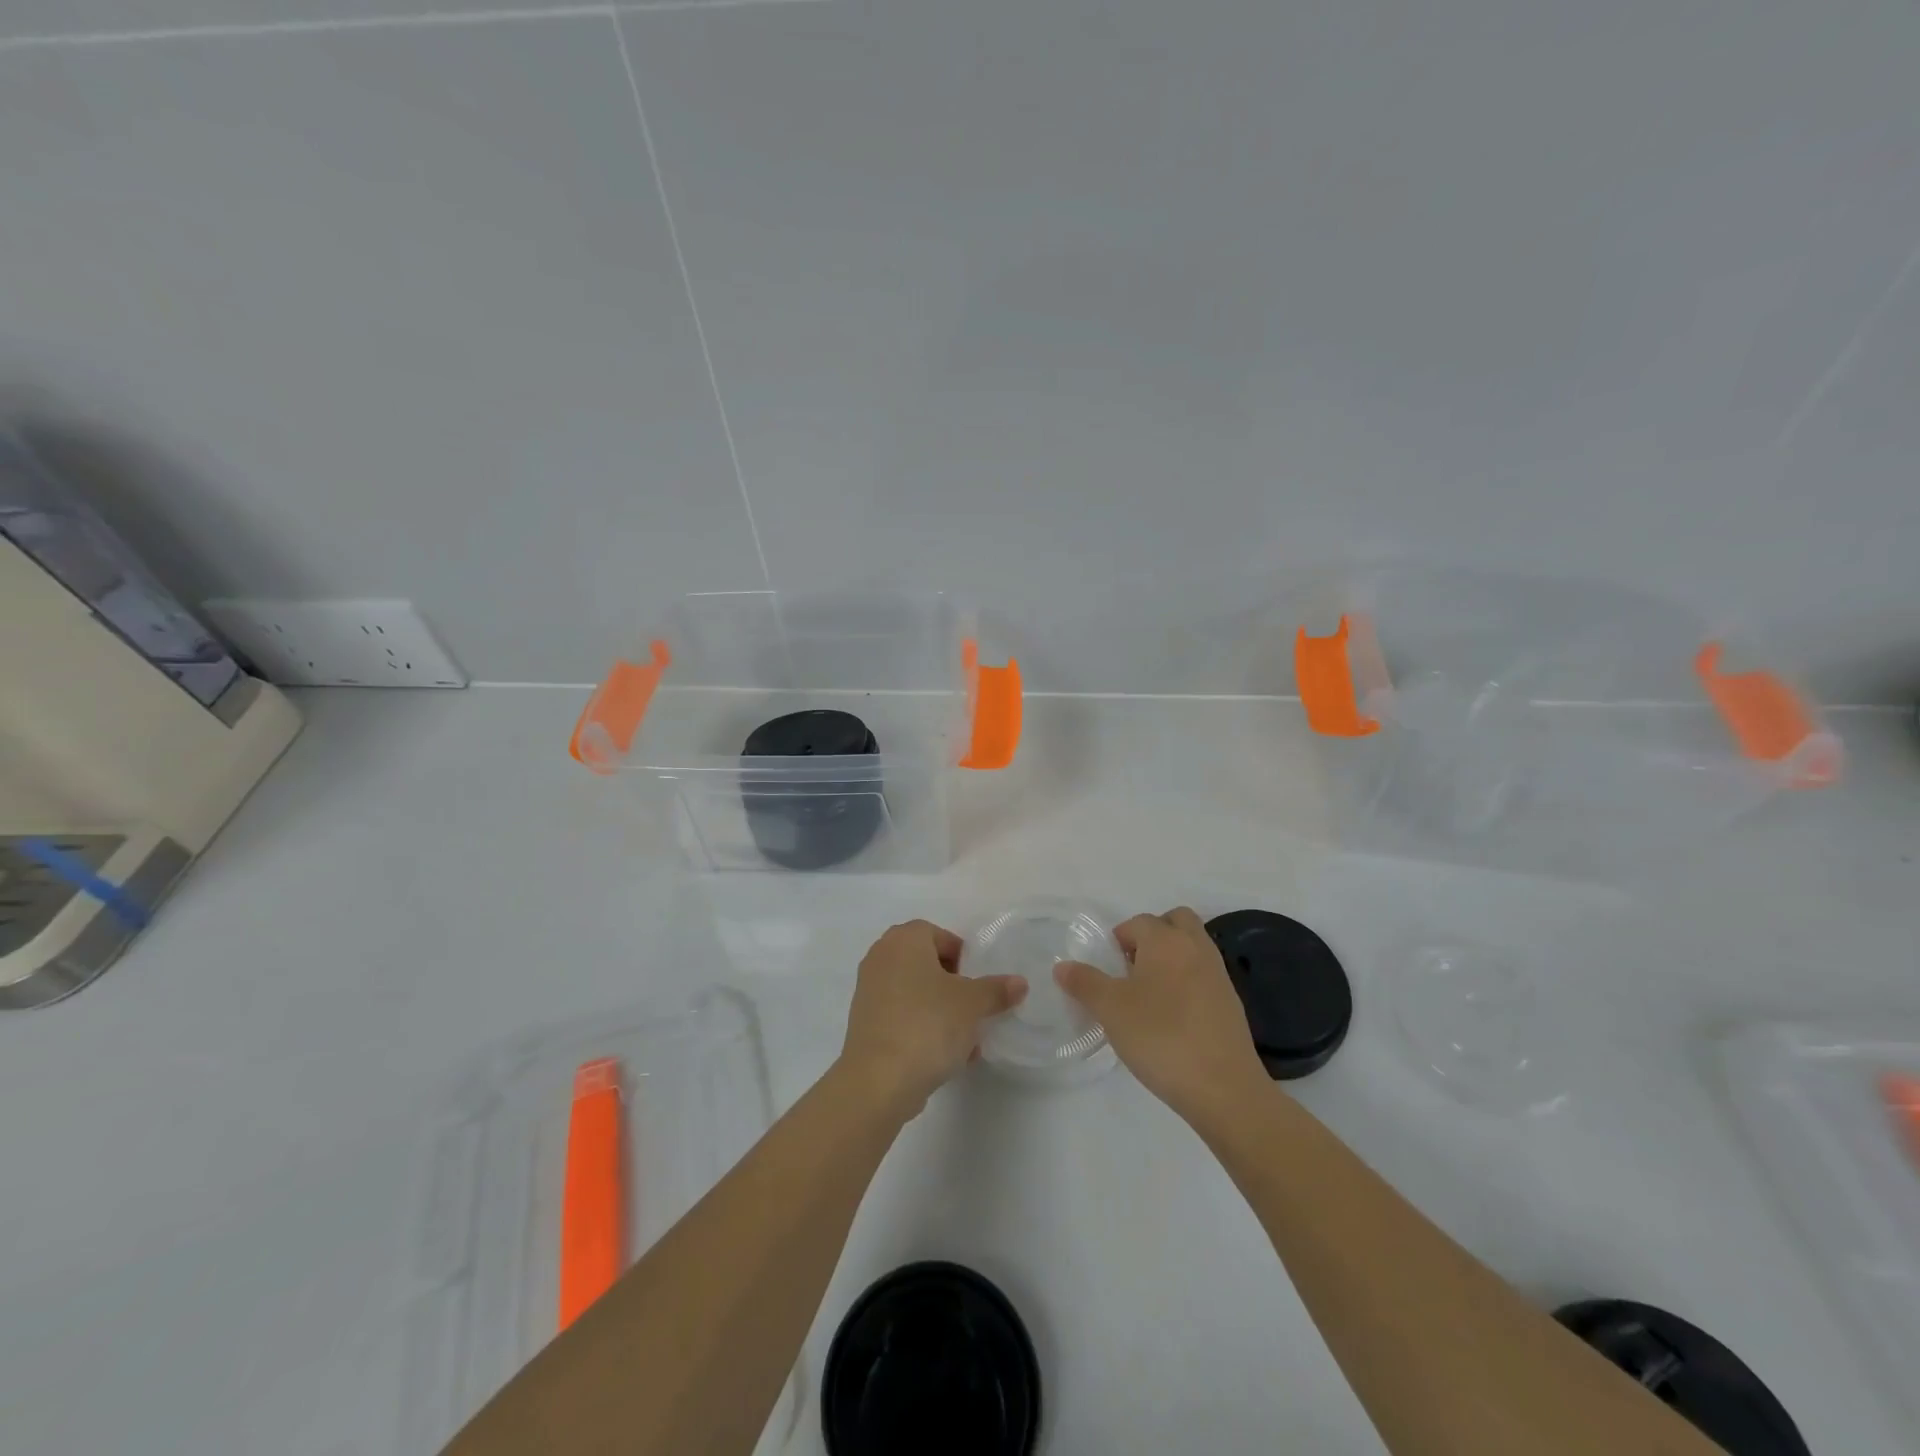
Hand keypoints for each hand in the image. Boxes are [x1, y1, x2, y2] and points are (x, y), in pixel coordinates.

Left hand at [839, 920, 1026, 1119]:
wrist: (878, 1081)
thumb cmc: (928, 1025)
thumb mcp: (973, 1005)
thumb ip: (997, 990)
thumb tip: (1019, 983)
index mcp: (904, 940)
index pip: (939, 935)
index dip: (963, 957)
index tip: (978, 984)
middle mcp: (881, 957)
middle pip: (927, 964)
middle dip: (954, 986)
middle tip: (974, 1009)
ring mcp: (869, 991)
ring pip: (916, 993)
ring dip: (941, 1011)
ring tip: (967, 1041)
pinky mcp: (865, 1023)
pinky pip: (902, 1016)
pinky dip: (923, 1028)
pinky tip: (946, 1057)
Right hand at [1055, 907, 1267, 1123]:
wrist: (1224, 1088)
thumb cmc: (1161, 1037)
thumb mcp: (1110, 1009)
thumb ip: (1084, 982)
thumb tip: (1063, 966)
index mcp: (1166, 940)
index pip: (1137, 922)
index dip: (1117, 940)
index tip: (1106, 971)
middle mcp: (1196, 947)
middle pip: (1175, 921)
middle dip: (1152, 935)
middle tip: (1132, 969)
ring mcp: (1218, 975)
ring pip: (1192, 948)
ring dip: (1170, 958)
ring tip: (1148, 995)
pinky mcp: (1231, 1003)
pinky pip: (1203, 976)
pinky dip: (1187, 983)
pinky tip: (1172, 1018)